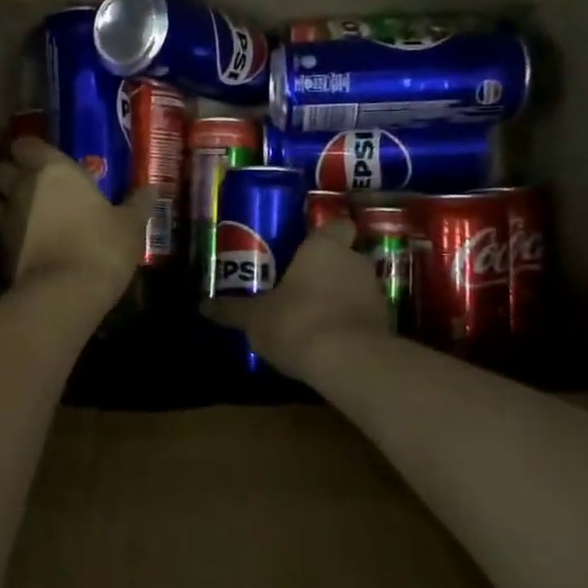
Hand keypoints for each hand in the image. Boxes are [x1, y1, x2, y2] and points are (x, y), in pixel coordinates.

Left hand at [0, 138, 154, 303]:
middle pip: (1, 169)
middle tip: (37, 185)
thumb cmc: (101, 246)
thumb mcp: (130, 225)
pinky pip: (2, 234)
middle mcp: (22, 188)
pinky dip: (13, 236)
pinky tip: (33, 246)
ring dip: (8, 206)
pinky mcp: (0, 251)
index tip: (47, 158)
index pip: (25, 144)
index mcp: (53, 171)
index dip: (32, 150)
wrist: (64, 293)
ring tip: (32, 216)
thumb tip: (152, 189)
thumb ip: (137, 203)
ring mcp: (6, 220)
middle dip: (13, 174)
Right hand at [205, 219, 390, 380]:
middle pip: (345, 258)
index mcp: (325, 248)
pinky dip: (350, 325)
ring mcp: (376, 294)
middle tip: (299, 285)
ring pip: (356, 288)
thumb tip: (201, 305)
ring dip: (339, 298)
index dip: (326, 233)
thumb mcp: (255, 318)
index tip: (310, 245)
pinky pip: (363, 317)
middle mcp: (356, 263)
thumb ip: (232, 309)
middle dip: (326, 270)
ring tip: (312, 317)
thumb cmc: (297, 321)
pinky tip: (329, 342)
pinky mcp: (386, 326)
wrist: (349, 362)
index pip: (337, 225)